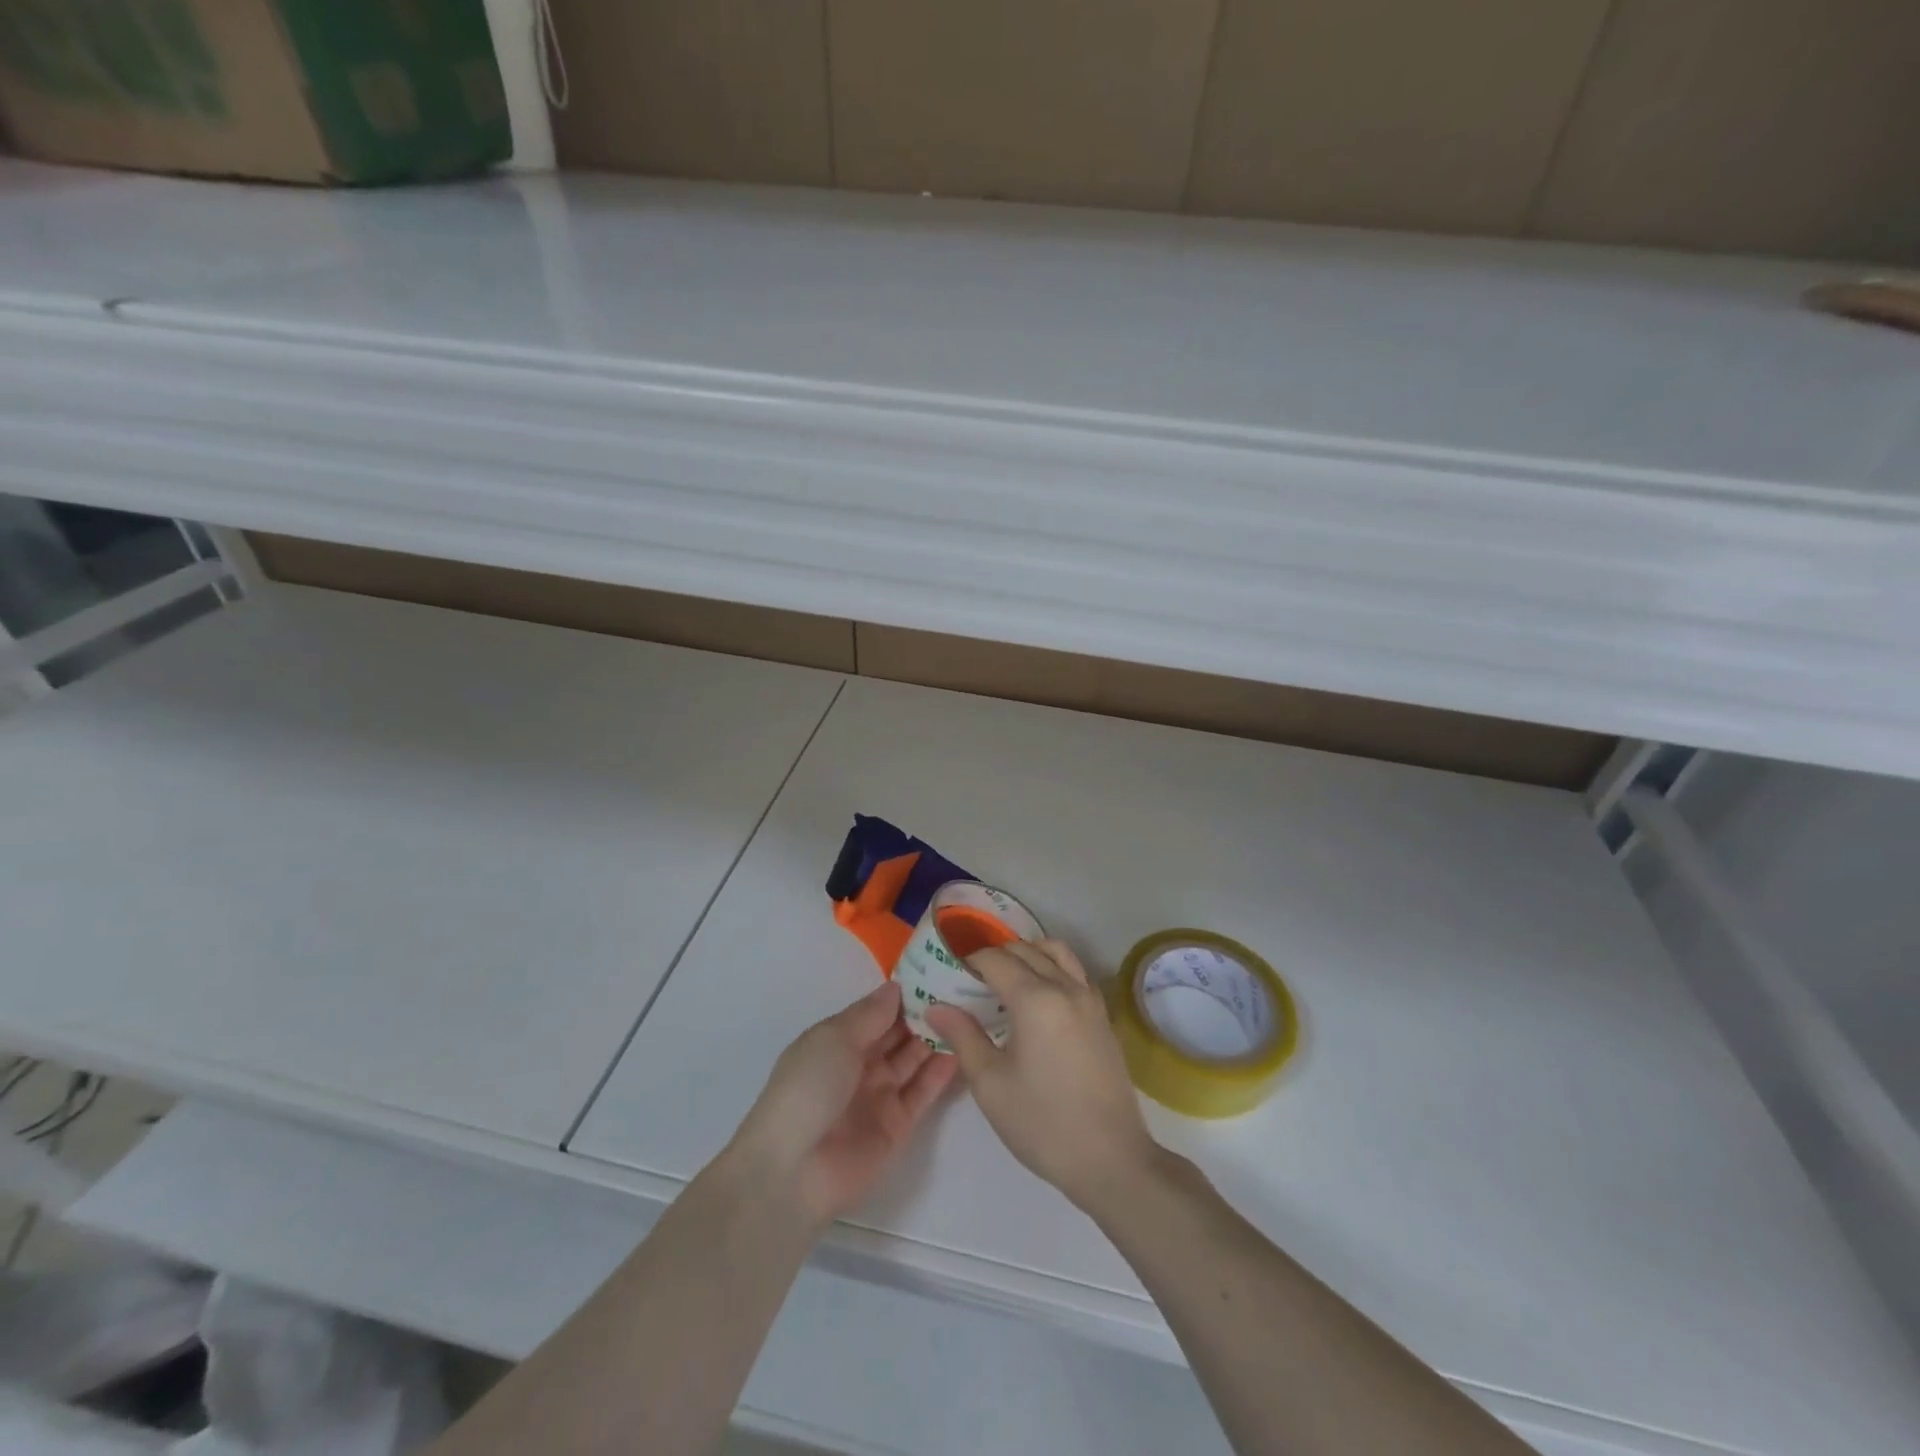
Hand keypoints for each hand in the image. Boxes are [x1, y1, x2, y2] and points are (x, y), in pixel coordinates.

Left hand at [729, 981, 957, 1226]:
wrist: (793, 1171)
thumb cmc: (808, 1088)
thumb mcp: (834, 1039)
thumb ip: (870, 1014)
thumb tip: (896, 987)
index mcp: (838, 1039)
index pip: (877, 1011)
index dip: (904, 994)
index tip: (937, 973)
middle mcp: (860, 1064)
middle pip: (898, 1034)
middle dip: (925, 1014)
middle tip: (962, 990)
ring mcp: (879, 1095)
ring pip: (914, 1060)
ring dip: (936, 1039)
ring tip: (969, 1014)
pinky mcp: (897, 1125)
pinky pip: (923, 1092)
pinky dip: (941, 1072)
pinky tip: (962, 1049)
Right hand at [926, 939, 1159, 1212]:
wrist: (1111, 1159)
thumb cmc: (1042, 1123)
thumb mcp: (990, 1083)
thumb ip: (963, 1036)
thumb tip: (936, 1007)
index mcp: (1036, 998)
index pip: (995, 959)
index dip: (969, 961)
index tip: (950, 974)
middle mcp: (1066, 986)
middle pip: (1026, 950)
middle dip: (995, 956)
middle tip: (971, 980)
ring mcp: (1090, 999)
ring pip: (1056, 952)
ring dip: (1028, 955)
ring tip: (1006, 981)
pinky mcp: (1103, 1016)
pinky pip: (1075, 971)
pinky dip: (1052, 968)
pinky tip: (1038, 999)